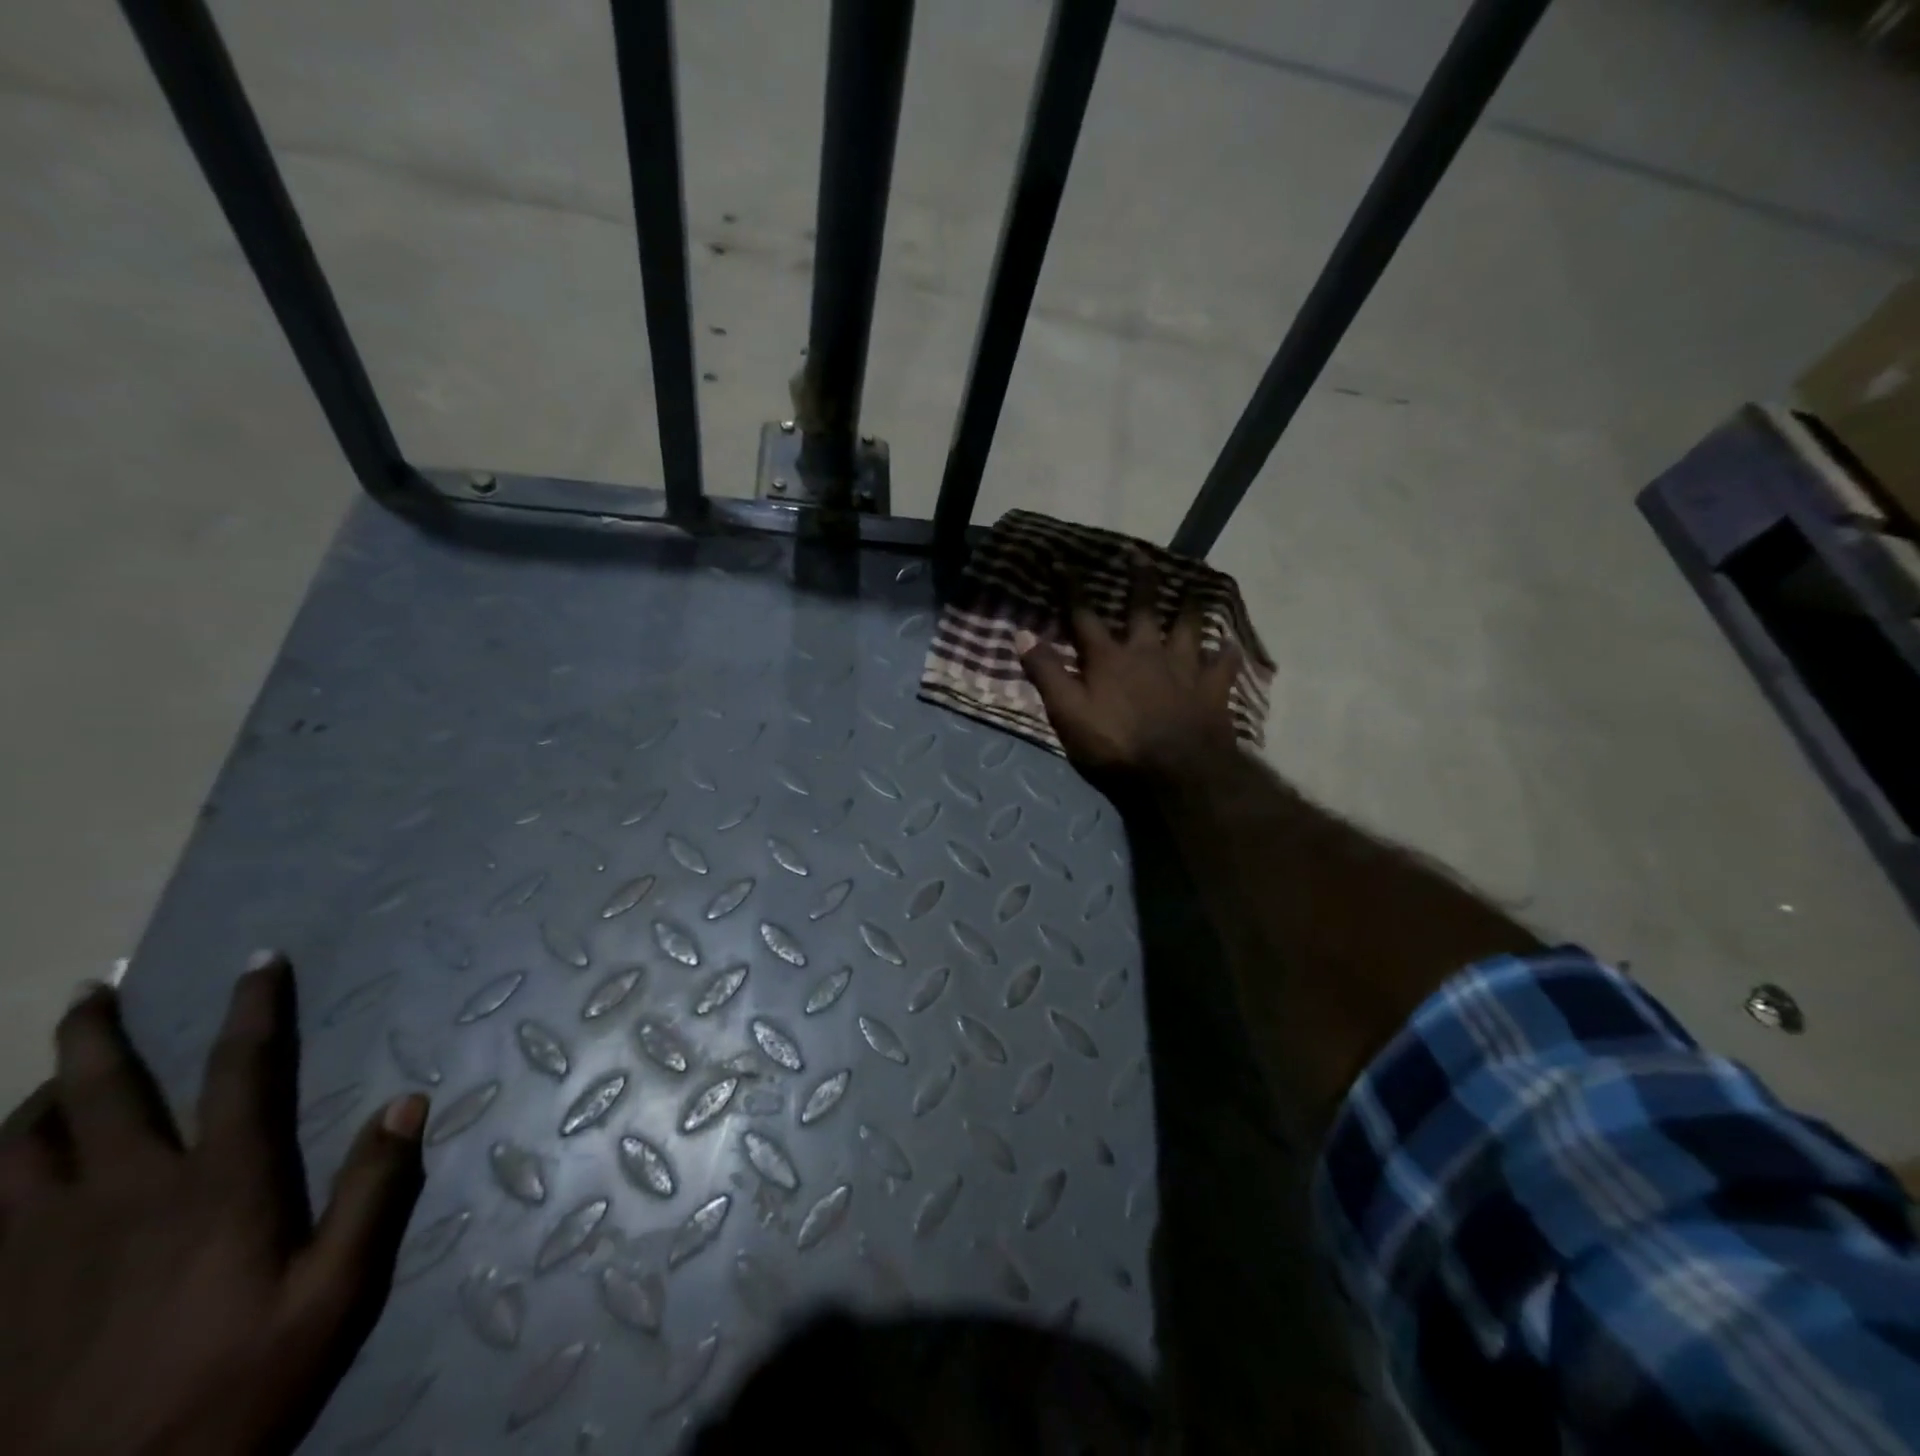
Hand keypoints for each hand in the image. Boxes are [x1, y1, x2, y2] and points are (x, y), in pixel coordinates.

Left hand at [0, 957, 427, 1455]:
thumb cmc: (228, 1388)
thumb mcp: (331, 1297)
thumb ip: (371, 1193)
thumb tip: (409, 1102)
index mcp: (215, 1187)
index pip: (240, 1070)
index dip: (254, 1008)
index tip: (260, 961)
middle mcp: (123, 1195)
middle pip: (100, 1094)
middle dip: (97, 1033)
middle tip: (94, 987)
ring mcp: (38, 1246)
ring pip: (17, 1145)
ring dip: (37, 1094)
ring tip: (52, 1069)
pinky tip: (2, 1161)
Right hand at [1016, 558, 1242, 784]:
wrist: (1178, 771)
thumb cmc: (1117, 744)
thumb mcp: (1068, 713)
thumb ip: (1047, 673)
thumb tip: (1022, 634)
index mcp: (1109, 658)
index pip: (1084, 616)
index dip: (1071, 589)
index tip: (1062, 562)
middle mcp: (1148, 652)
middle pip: (1143, 608)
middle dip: (1139, 578)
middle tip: (1139, 552)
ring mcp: (1184, 668)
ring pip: (1188, 627)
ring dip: (1188, 606)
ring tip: (1191, 587)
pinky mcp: (1213, 689)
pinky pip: (1224, 664)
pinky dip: (1226, 654)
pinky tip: (1231, 646)